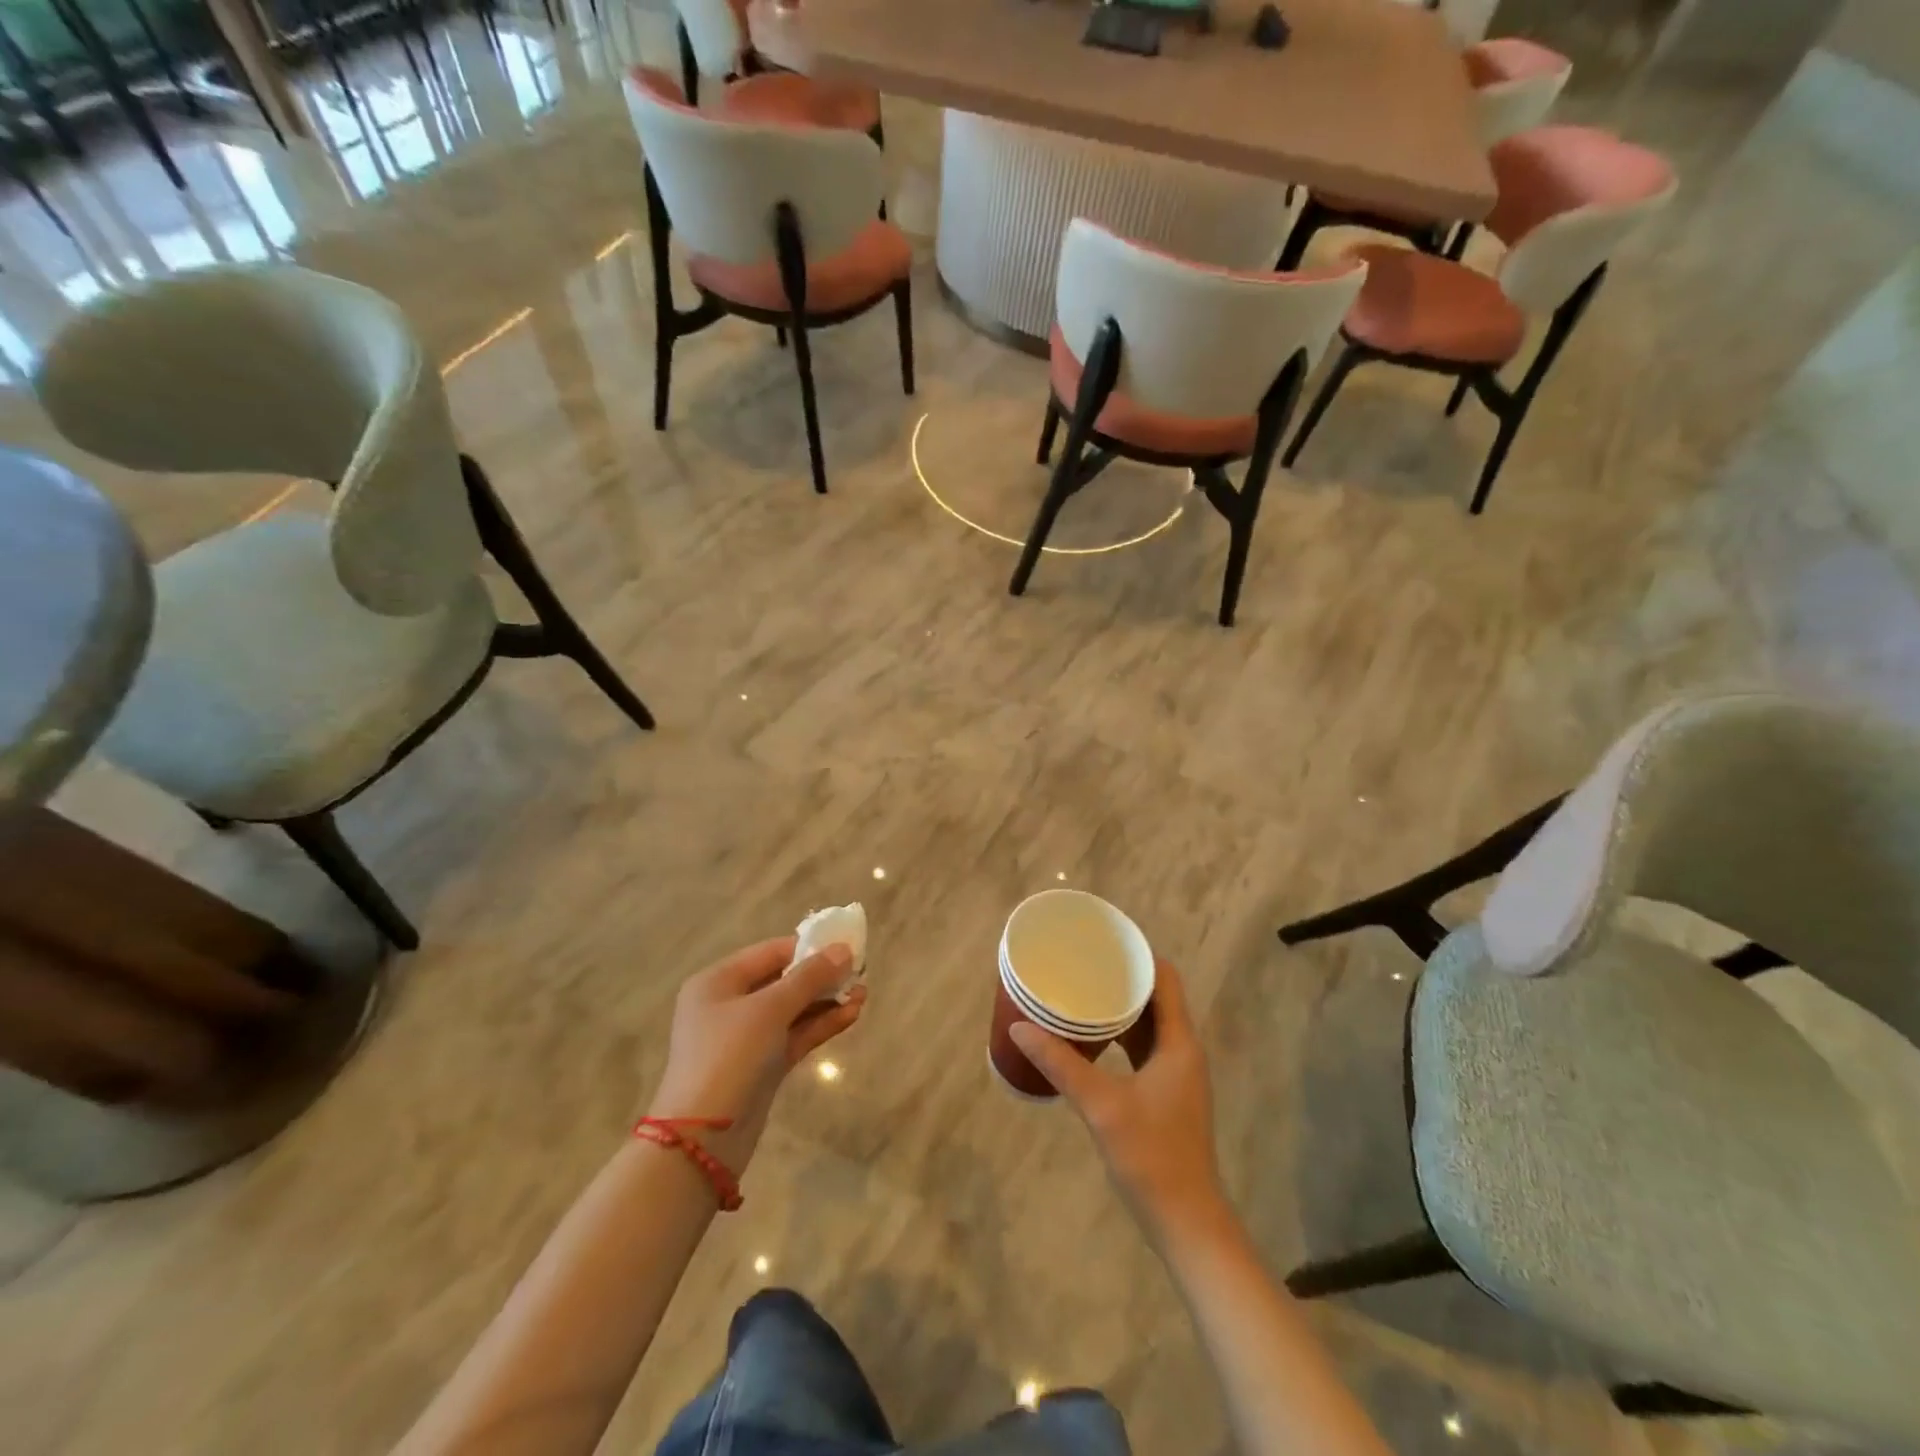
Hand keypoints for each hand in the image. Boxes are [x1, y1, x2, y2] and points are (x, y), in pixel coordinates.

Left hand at [648, 936, 864, 1175]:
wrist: (704, 1138)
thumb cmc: (730, 1056)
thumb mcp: (770, 1009)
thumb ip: (809, 977)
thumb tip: (844, 949)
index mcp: (718, 981)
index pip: (770, 952)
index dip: (808, 947)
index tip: (846, 946)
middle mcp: (729, 1004)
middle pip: (782, 980)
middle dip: (821, 976)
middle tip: (860, 971)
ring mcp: (746, 1037)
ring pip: (793, 1009)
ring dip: (826, 1001)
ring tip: (864, 993)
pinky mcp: (762, 1065)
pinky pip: (795, 1035)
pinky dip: (820, 1024)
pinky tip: (852, 1014)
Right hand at [1009, 959, 1224, 1242]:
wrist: (1186, 1223)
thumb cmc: (1151, 1157)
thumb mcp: (1100, 1105)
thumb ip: (1061, 1064)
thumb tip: (1019, 1028)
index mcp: (1179, 1043)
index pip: (1165, 979)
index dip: (1138, 955)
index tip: (1102, 943)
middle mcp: (1183, 1051)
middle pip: (1156, 998)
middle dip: (1122, 978)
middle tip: (1082, 964)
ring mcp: (1176, 1075)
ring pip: (1149, 1025)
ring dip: (1120, 1008)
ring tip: (1081, 992)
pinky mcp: (1165, 1095)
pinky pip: (1143, 1049)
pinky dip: (1120, 1036)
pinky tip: (1091, 1039)